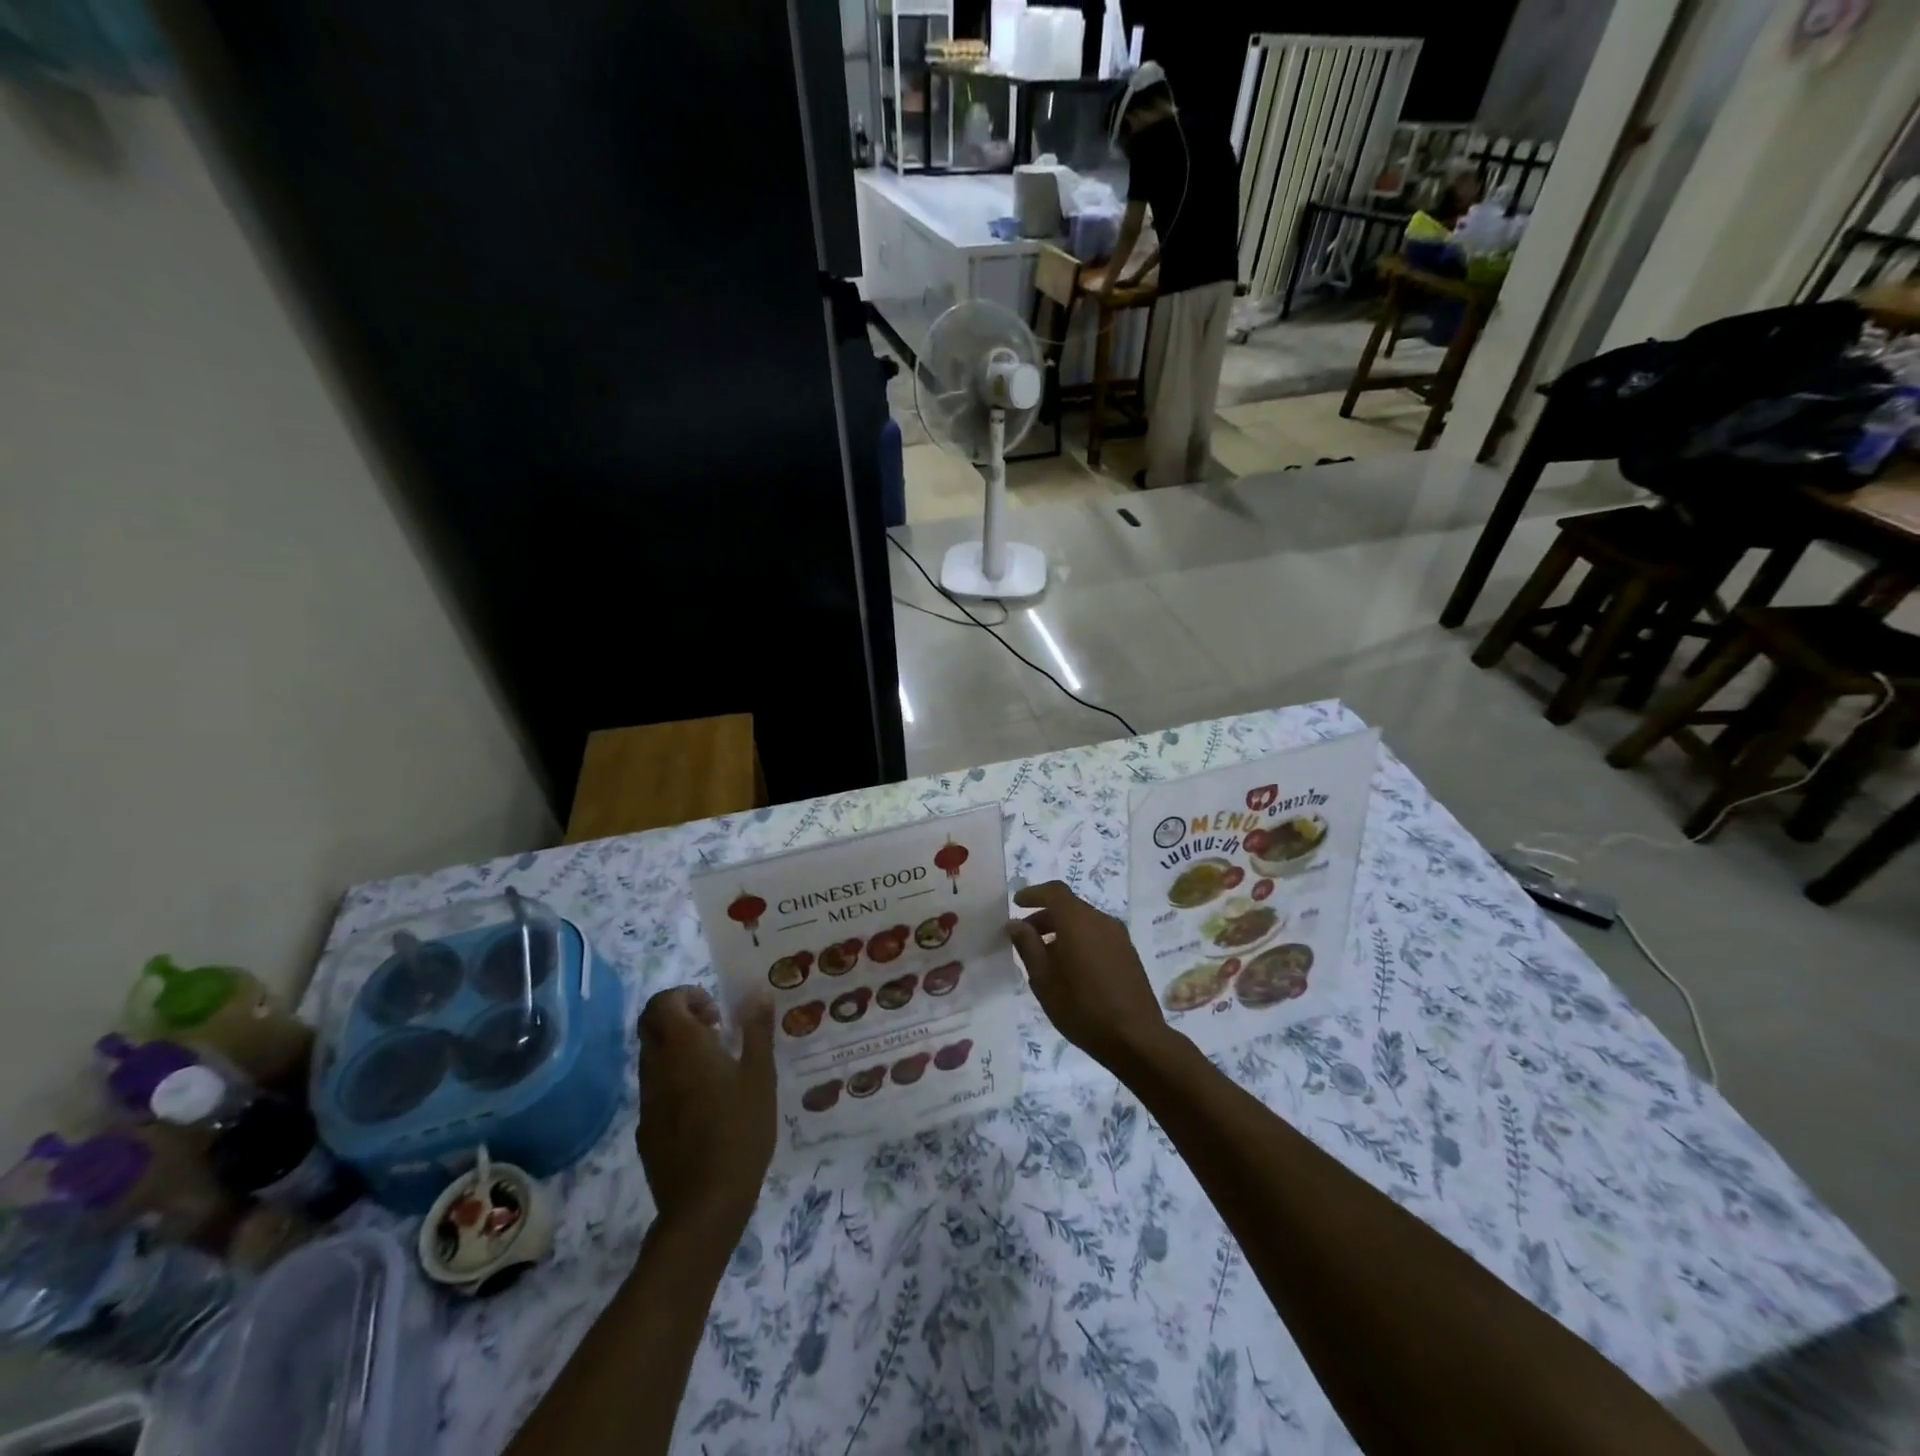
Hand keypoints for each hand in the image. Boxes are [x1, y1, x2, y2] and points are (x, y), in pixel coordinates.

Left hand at [636, 987, 775, 1236]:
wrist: (705, 1204)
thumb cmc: (740, 1129)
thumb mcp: (760, 1075)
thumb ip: (757, 1030)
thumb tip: (758, 993)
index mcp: (683, 1047)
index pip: (662, 1002)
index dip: (686, 996)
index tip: (716, 1014)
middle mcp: (657, 1067)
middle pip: (651, 1025)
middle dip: (679, 1017)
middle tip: (715, 1031)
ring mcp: (647, 1100)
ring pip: (652, 1057)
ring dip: (679, 1049)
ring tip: (717, 1068)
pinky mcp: (646, 1129)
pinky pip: (656, 1088)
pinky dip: (675, 1080)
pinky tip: (706, 1105)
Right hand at [1008, 881, 1168, 1069]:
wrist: (1135, 1038)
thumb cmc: (1081, 1008)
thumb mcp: (1043, 980)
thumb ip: (1028, 946)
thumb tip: (1015, 923)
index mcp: (1078, 921)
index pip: (1054, 891)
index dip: (1034, 893)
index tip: (1017, 903)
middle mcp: (1101, 920)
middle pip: (1069, 906)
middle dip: (1045, 916)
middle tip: (1026, 936)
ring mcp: (1119, 936)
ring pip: (1084, 921)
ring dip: (1063, 929)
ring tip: (1046, 956)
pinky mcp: (1128, 953)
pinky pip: (1098, 934)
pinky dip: (1079, 939)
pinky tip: (1071, 967)